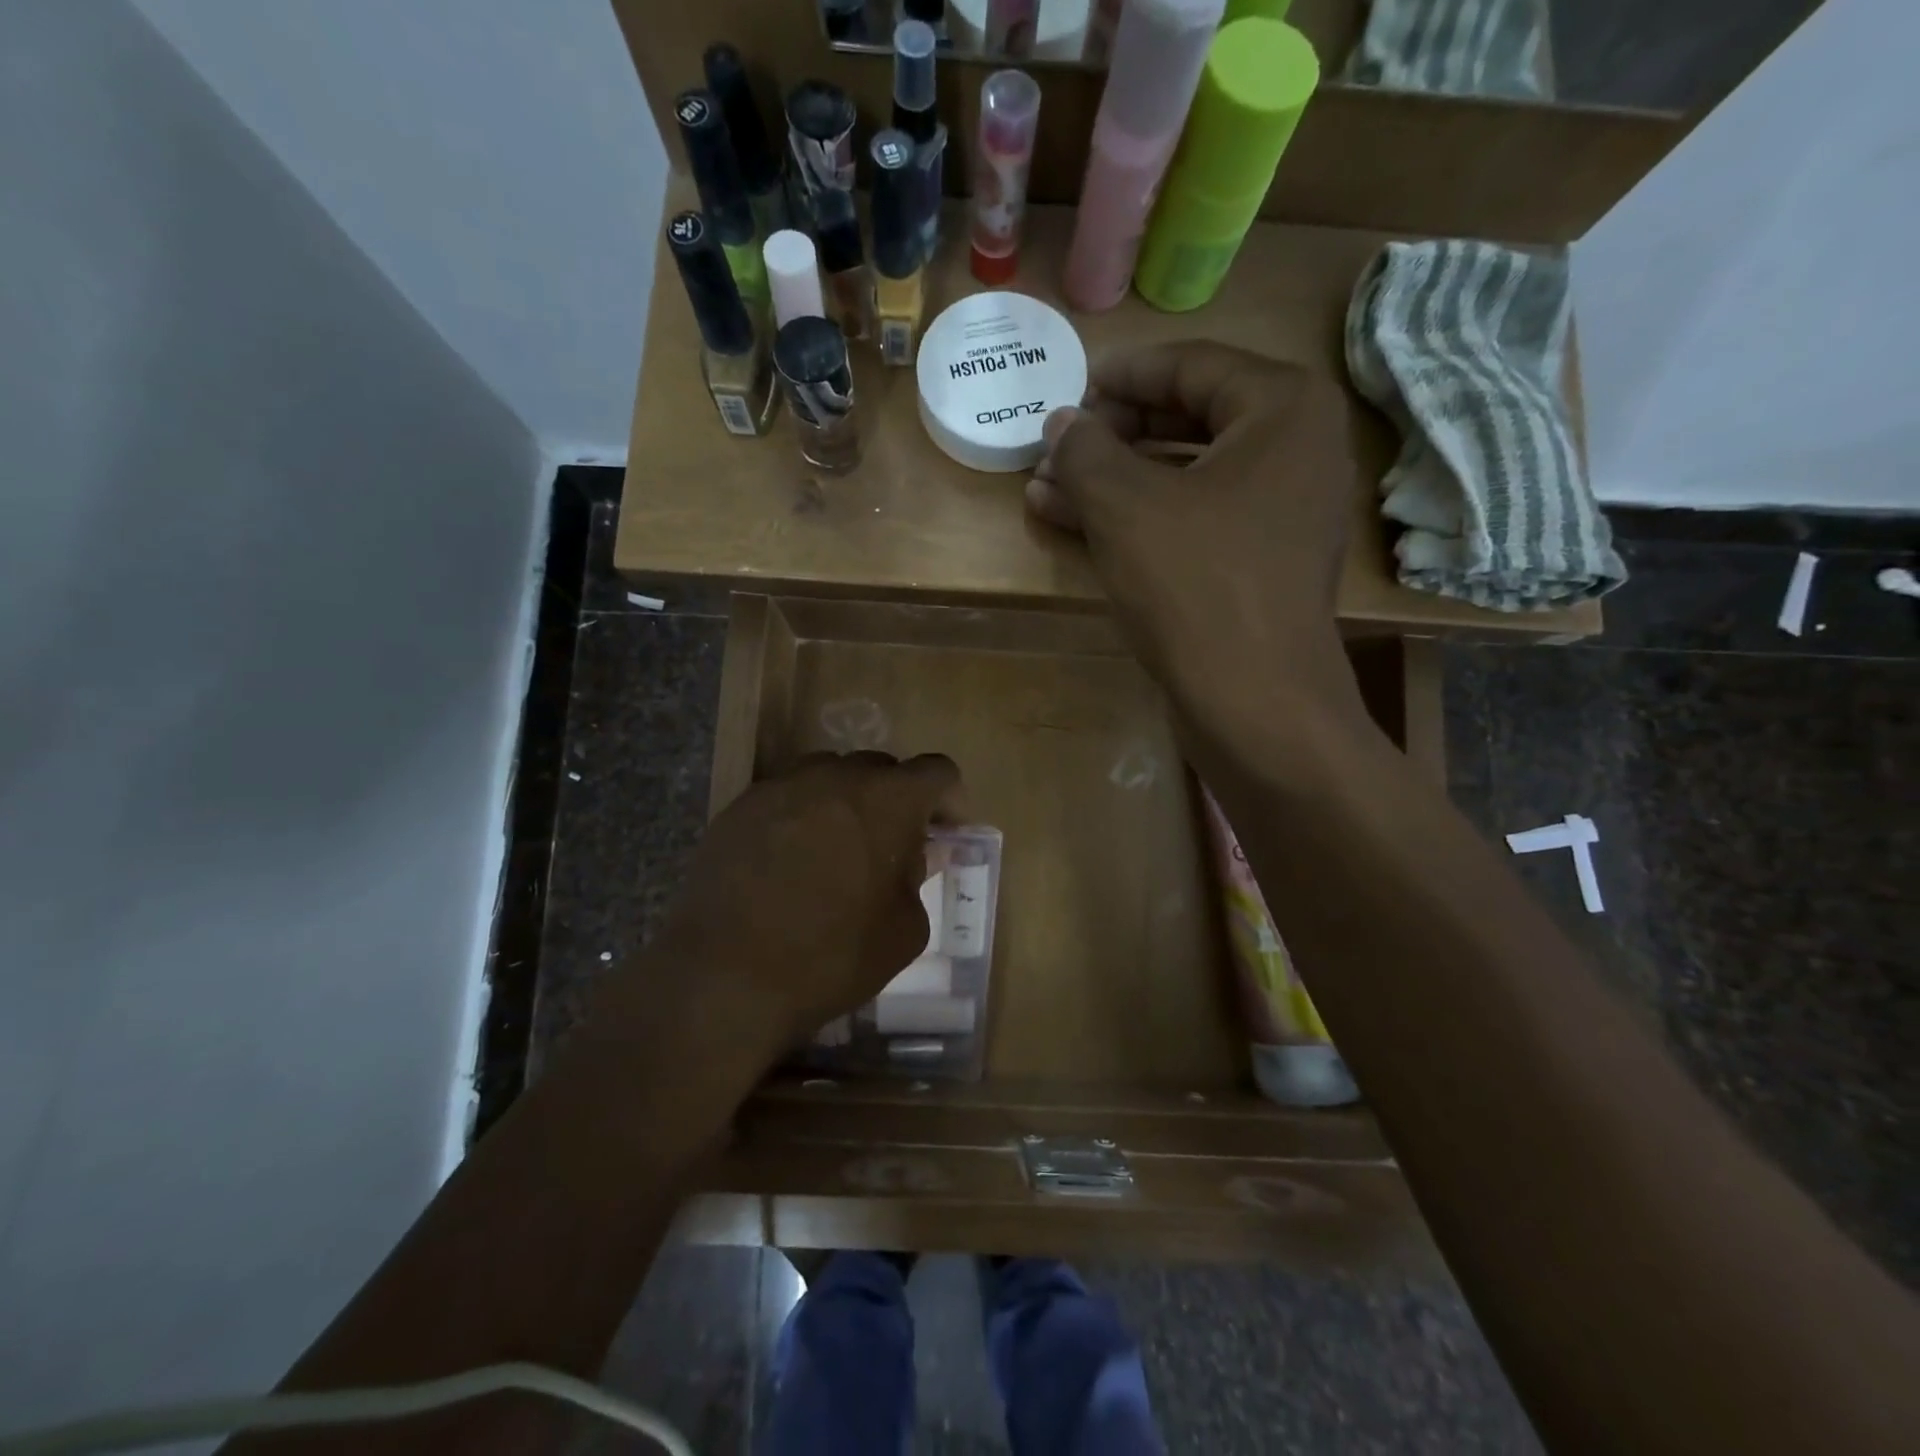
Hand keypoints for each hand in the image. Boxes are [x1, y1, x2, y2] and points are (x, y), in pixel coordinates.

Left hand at [644, 751, 959, 1057]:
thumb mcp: (903, 931)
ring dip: (848, 803)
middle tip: (893, 849)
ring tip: (838, 852)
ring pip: (832, 776)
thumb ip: (918, 877)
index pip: (937, 771)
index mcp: (888, 799)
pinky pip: (788, 796)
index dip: (949, 799)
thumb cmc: (830, 957)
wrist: (724, 977)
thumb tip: (914, 853)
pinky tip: (791, 863)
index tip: (945, 833)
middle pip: (882, 768)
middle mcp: (836, 776)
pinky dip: (804, 817)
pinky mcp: (741, 805)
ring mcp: (782, 786)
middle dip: (897, 801)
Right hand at [1027, 341, 1369, 766]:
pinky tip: (1076, 525)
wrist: (1254, 702)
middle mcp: (1296, 451)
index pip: (1191, 365)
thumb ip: (1085, 451)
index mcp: (1284, 410)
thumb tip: (1060, 424)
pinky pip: (1192, 521)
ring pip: (1184, 477)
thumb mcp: (1125, 507)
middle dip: (1111, 436)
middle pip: (1188, 419)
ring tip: (1047, 488)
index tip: (1068, 391)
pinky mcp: (1259, 564)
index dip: (1121, 376)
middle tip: (1055, 447)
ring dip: (1113, 482)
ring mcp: (1281, 513)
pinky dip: (1138, 520)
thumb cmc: (1196, 586)